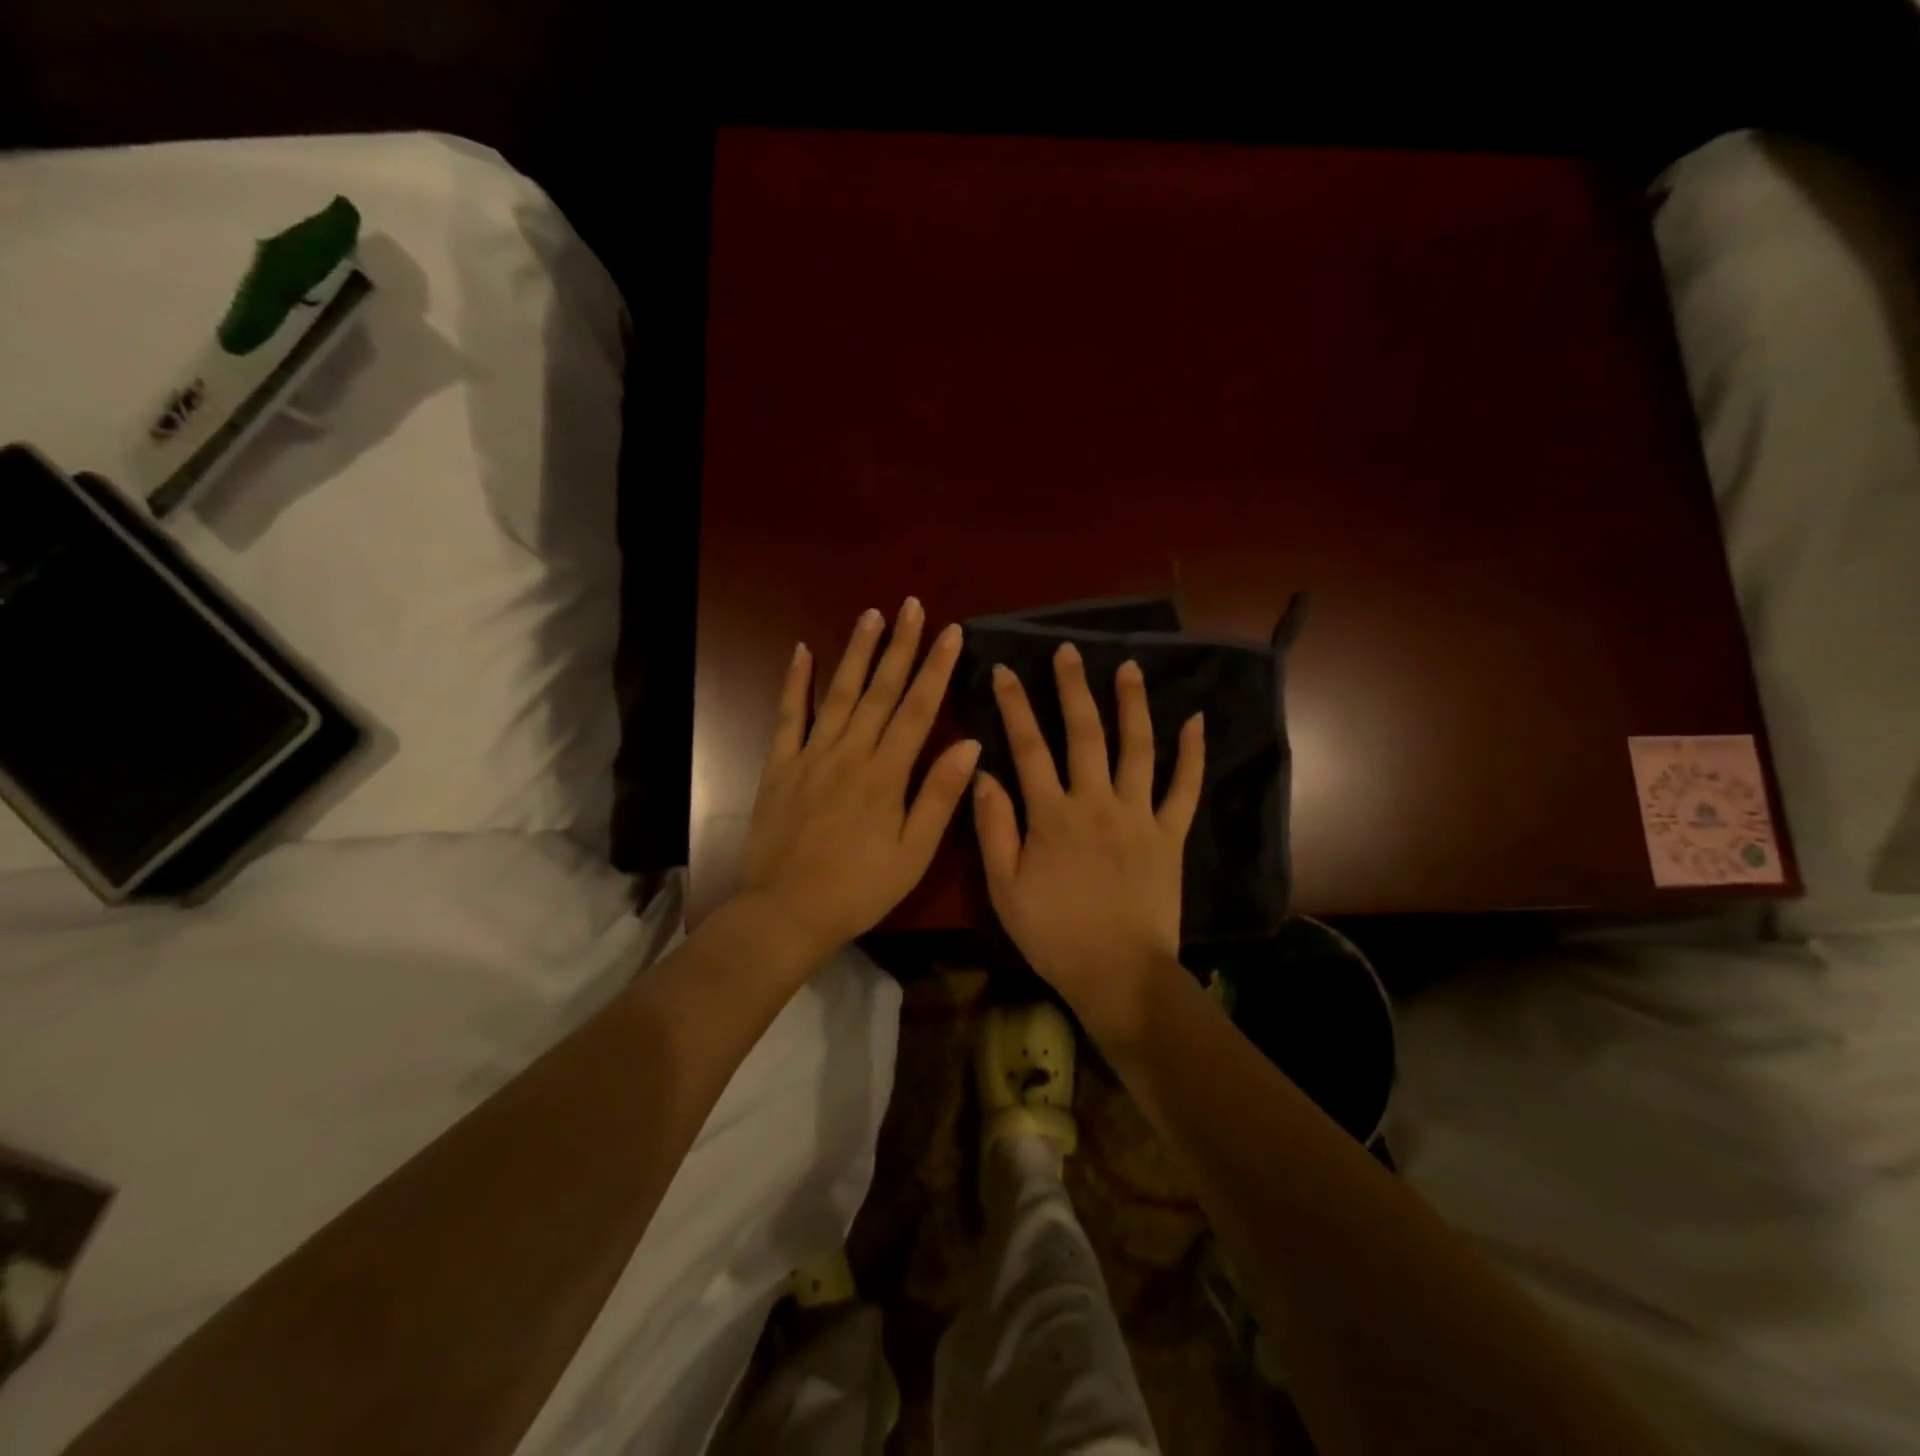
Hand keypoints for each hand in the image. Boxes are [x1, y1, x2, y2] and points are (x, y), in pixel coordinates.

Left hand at [743, 598, 979, 959]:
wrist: (788, 911)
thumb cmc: (860, 888)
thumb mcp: (913, 853)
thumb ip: (939, 796)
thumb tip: (970, 743)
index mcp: (886, 773)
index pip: (918, 709)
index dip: (936, 668)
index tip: (950, 632)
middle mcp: (850, 753)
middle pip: (880, 691)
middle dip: (900, 646)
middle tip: (912, 605)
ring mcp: (811, 755)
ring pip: (838, 693)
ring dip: (856, 652)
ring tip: (871, 614)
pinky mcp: (780, 766)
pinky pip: (788, 716)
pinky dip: (795, 682)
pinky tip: (802, 651)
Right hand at [973, 643, 1203, 1044]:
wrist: (1118, 972)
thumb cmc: (1054, 934)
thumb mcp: (1004, 887)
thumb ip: (993, 827)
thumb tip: (983, 773)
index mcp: (1052, 814)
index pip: (1028, 747)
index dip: (1015, 706)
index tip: (1006, 671)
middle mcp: (1096, 801)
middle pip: (1083, 733)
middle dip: (1072, 688)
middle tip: (1068, 651)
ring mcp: (1139, 814)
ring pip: (1136, 747)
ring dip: (1132, 704)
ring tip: (1128, 667)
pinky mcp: (1170, 834)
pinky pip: (1185, 787)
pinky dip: (1192, 753)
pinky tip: (1196, 720)